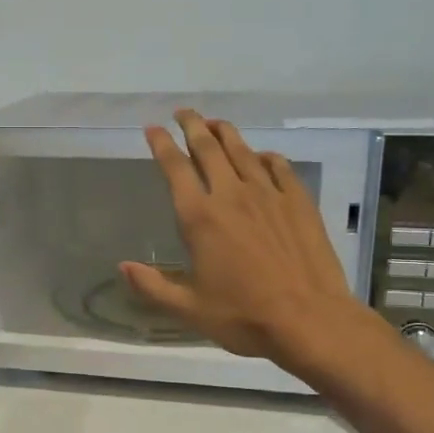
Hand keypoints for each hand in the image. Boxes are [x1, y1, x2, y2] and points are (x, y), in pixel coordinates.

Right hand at [121, 110, 368, 371]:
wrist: (310, 320)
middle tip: (183, 113)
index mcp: (200, 218)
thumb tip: (123, 267)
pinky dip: (264, 156)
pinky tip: (261, 156)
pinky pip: (278, 167)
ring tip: (215, 122)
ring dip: (225, 132)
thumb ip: (153, 286)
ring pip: (242, 151)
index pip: (175, 168)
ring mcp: (268, 195)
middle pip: (208, 147)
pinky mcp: (298, 201)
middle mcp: (232, 195)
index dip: (161, 145)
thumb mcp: (189, 309)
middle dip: (192, 125)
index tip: (152, 129)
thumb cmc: (244, 316)